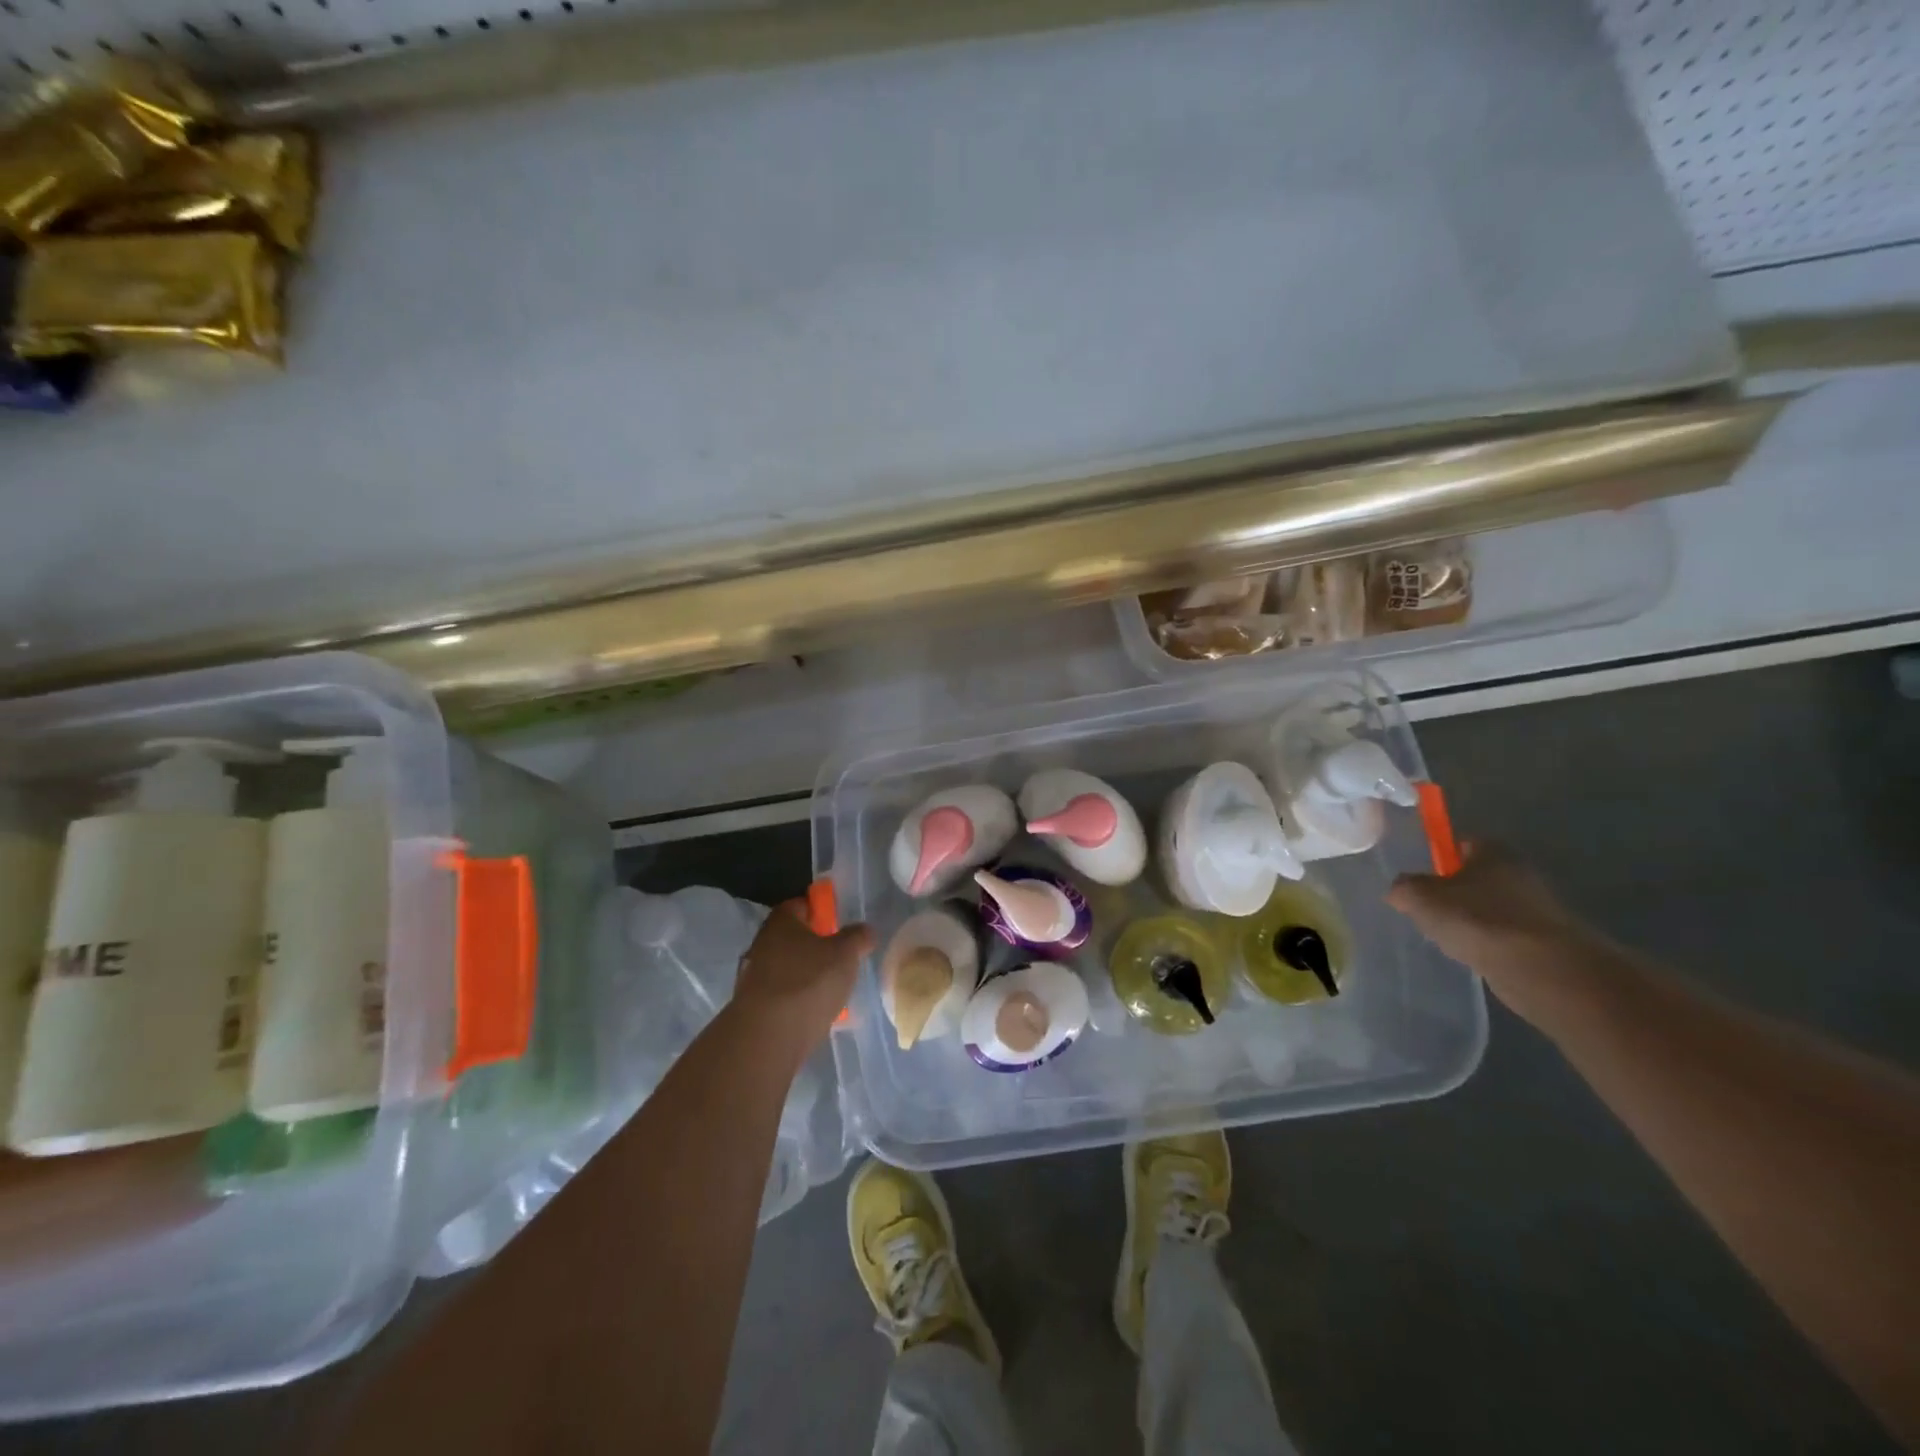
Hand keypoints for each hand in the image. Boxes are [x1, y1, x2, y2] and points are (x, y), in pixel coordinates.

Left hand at [730, 899, 874, 1057]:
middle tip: (840, 959)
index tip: (839, 925)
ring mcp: (752, 976)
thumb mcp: (845, 954)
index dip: (821, 911)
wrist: (768, 1037)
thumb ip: (857, 938)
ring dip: (806, 975)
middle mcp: (761, 943)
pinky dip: (796, 1000)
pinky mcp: (752, 1007)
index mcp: (781, 922)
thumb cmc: (809, 982)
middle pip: (792, 938)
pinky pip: (781, 995)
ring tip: (831, 991)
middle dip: (815, 946)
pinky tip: (815, 1013)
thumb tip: (864, 930)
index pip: (800, 904)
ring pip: (786, 967)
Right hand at [1387, 843, 1611, 1019]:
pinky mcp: (1544, 943)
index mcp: (1494, 852)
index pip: (1462, 844)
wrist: (1541, 969)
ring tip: (1447, 938)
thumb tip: (1400, 890)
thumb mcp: (1420, 897)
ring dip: (1471, 922)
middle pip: (1476, 877)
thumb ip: (1403, 888)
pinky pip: (1504, 937)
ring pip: (1490, 909)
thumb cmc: (1477, 919)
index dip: (1438, 858)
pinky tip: (1472, 957)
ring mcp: (1537, 910)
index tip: (1420, 879)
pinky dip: (1487, 945)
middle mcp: (1520, 874)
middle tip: (1427, 910)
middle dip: (1453, 893)